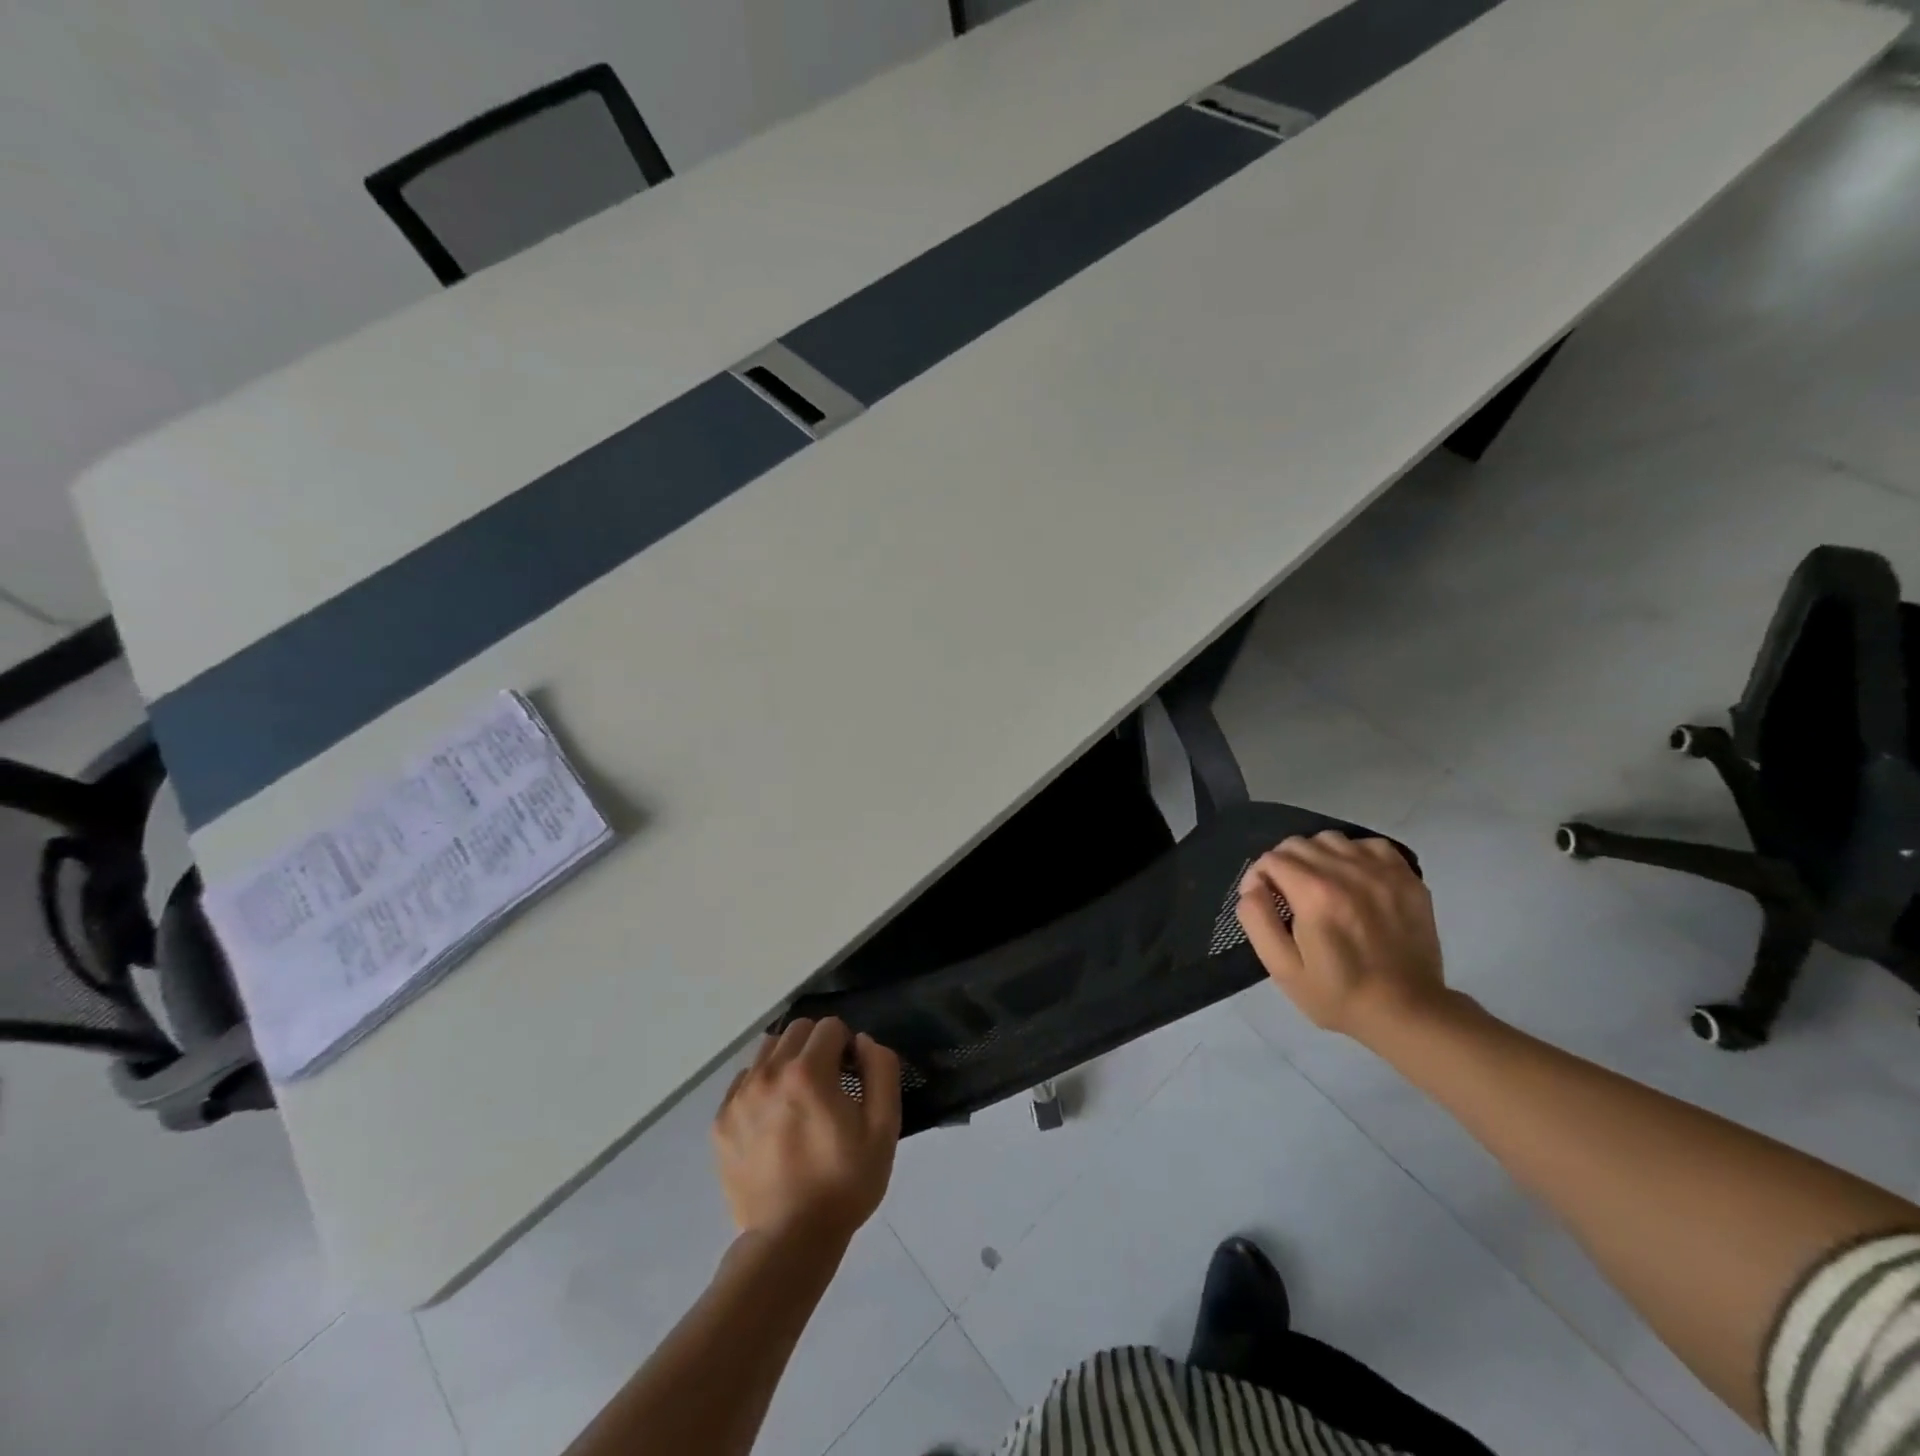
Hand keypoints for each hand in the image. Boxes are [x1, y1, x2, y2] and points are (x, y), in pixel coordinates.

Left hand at [713, 1018, 901, 1248]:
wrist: (790, 1242)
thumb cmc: (843, 1183)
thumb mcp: (884, 1128)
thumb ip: (881, 1069)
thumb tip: (863, 1042)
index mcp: (807, 1072)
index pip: (831, 1027)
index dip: (847, 1047)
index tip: (851, 1078)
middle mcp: (768, 1074)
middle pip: (797, 1030)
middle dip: (818, 1047)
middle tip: (828, 1085)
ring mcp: (739, 1098)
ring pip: (768, 1050)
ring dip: (788, 1061)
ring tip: (799, 1099)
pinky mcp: (721, 1122)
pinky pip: (744, 1081)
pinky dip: (762, 1086)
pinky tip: (775, 1120)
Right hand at [1235, 831, 1448, 1044]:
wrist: (1407, 1013)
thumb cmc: (1337, 994)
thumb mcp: (1282, 968)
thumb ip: (1257, 920)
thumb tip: (1252, 886)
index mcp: (1315, 895)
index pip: (1272, 859)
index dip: (1259, 877)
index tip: (1264, 901)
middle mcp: (1348, 873)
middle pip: (1298, 844)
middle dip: (1283, 865)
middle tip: (1288, 896)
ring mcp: (1382, 873)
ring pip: (1332, 839)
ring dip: (1317, 856)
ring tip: (1320, 885)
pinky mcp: (1408, 878)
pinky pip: (1370, 845)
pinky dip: (1354, 855)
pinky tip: (1353, 879)